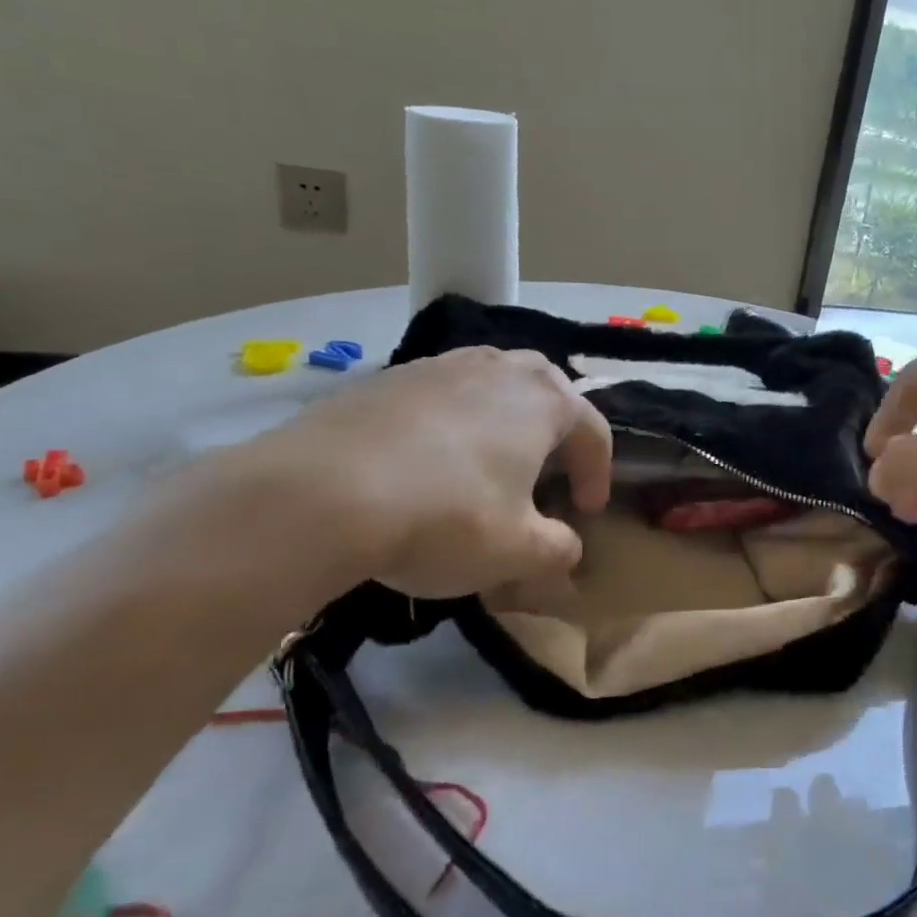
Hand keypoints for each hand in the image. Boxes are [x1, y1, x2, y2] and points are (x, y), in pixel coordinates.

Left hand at [236, 347, 611, 597]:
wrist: (318, 495)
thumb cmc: (446, 517)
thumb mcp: (518, 551)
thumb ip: (559, 550)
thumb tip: (567, 548)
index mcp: (545, 400)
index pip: (594, 432)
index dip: (597, 475)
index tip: (586, 512)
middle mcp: (498, 368)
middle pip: (547, 391)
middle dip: (555, 432)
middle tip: (547, 473)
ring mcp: (438, 366)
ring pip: (490, 386)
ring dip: (502, 422)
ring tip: (488, 464)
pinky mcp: (385, 378)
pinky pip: (438, 397)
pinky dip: (449, 425)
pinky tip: (426, 464)